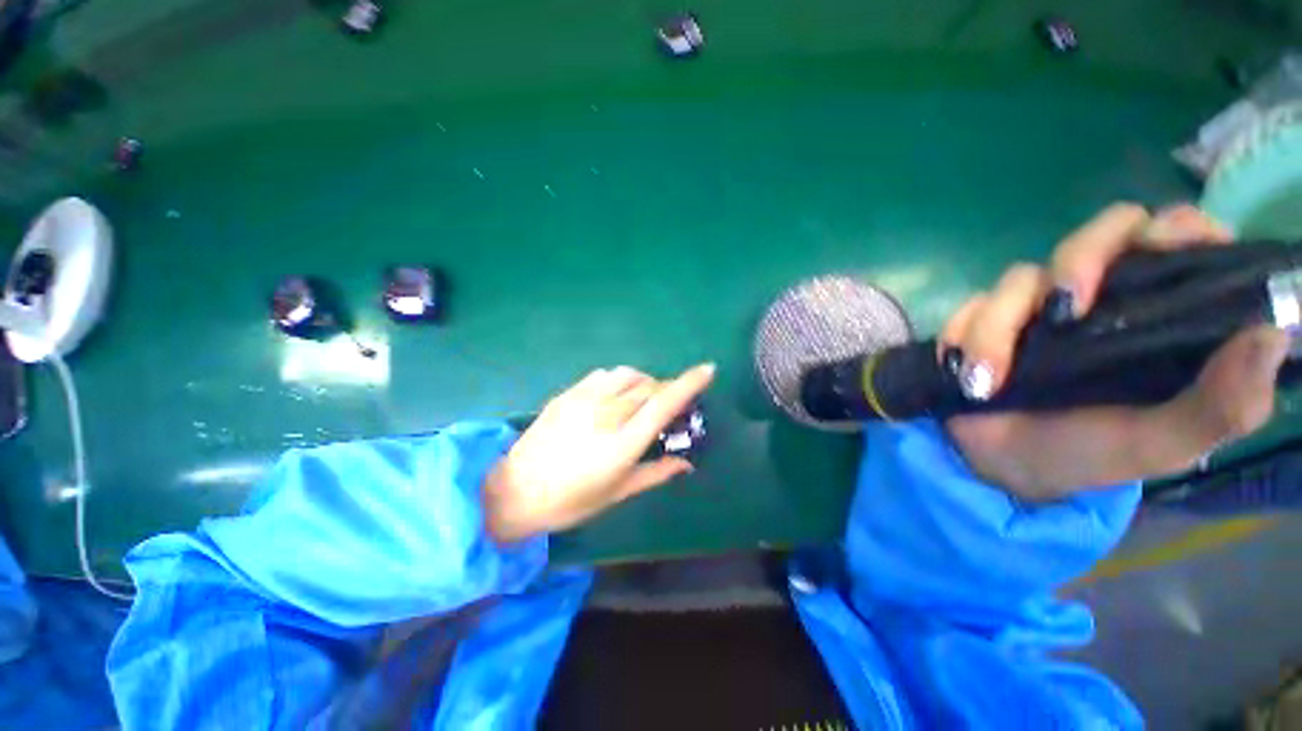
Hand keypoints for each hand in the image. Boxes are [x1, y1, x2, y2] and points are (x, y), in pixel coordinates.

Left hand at [483, 363, 715, 542]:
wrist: (514, 491)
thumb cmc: (570, 501)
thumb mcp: (617, 493)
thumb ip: (656, 472)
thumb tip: (686, 463)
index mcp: (622, 444)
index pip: (663, 404)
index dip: (689, 384)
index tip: (708, 370)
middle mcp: (606, 415)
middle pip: (649, 386)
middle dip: (667, 390)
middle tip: (669, 406)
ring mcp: (584, 400)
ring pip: (628, 375)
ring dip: (644, 382)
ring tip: (642, 399)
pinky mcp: (568, 394)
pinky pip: (604, 375)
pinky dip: (620, 380)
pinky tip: (616, 395)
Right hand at [942, 203, 1290, 499]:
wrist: (1003, 466)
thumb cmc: (1089, 455)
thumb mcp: (1163, 444)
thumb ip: (1222, 406)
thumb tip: (1270, 333)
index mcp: (1162, 315)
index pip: (1180, 236)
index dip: (1175, 231)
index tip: (1162, 253)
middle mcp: (1105, 296)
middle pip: (1102, 232)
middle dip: (1078, 261)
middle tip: (1062, 311)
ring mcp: (1039, 306)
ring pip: (1019, 277)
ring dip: (996, 329)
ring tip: (986, 382)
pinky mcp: (985, 318)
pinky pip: (969, 307)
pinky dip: (962, 337)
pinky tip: (964, 373)